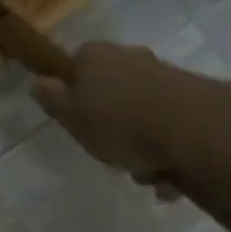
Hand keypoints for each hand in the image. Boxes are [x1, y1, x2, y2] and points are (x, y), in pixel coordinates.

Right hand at [30, 41, 204, 186]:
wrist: (188, 128)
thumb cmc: (118, 123)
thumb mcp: (72, 116)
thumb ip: (53, 100)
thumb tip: (39, 82)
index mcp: (96, 56)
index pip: (76, 64)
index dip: (73, 92)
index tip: (76, 120)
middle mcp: (131, 58)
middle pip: (112, 94)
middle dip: (112, 128)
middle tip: (110, 152)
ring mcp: (164, 77)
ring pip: (141, 117)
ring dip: (141, 149)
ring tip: (145, 172)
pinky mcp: (191, 99)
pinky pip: (168, 132)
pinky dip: (166, 154)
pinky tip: (168, 175)